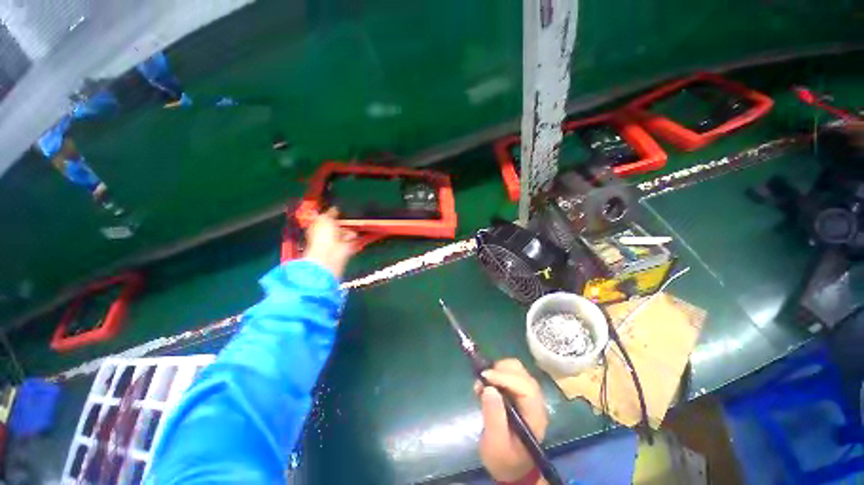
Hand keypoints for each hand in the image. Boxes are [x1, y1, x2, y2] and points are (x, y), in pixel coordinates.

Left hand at [303, 207, 355, 278]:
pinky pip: (353, 241)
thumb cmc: (324, 235)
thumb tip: (334, 208)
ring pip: (346, 233)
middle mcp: (327, 235)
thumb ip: (330, 213)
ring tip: (351, 231)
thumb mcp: (324, 219)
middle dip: (343, 223)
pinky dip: (356, 238)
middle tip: (348, 219)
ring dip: (349, 231)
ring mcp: (337, 243)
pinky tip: (356, 236)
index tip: (338, 211)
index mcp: (318, 227)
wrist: (331, 254)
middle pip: (336, 227)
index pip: (324, 220)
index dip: (330, 215)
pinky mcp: (346, 248)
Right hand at [474, 359, 547, 482]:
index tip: (484, 377)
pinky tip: (484, 386)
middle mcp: (534, 400)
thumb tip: (488, 388)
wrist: (511, 467)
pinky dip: (494, 373)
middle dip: (499, 370)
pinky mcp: (517, 392)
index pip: (525, 387)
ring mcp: (526, 394)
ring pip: (514, 369)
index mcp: (534, 414)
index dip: (505, 377)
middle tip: (481, 380)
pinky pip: (507, 373)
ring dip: (496, 370)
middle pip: (520, 372)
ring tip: (481, 384)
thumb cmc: (505, 459)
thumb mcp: (496, 444)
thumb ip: (493, 417)